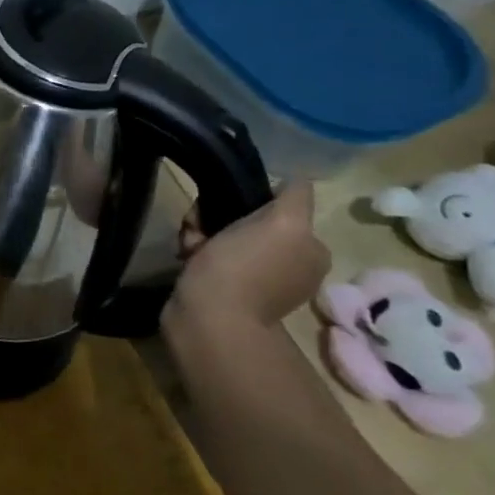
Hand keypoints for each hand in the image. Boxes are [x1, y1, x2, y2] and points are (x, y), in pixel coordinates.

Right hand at [168, 181, 329, 334]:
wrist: (209, 318)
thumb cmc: (244, 267)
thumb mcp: (282, 222)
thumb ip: (295, 196)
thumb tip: (296, 177)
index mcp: (309, 250)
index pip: (277, 206)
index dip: (248, 200)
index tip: (226, 205)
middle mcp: (288, 265)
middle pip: (246, 220)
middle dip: (218, 218)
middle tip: (202, 227)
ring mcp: (256, 280)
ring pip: (223, 236)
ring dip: (201, 232)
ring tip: (190, 245)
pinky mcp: (225, 290)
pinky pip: (208, 256)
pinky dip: (195, 251)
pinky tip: (185, 256)